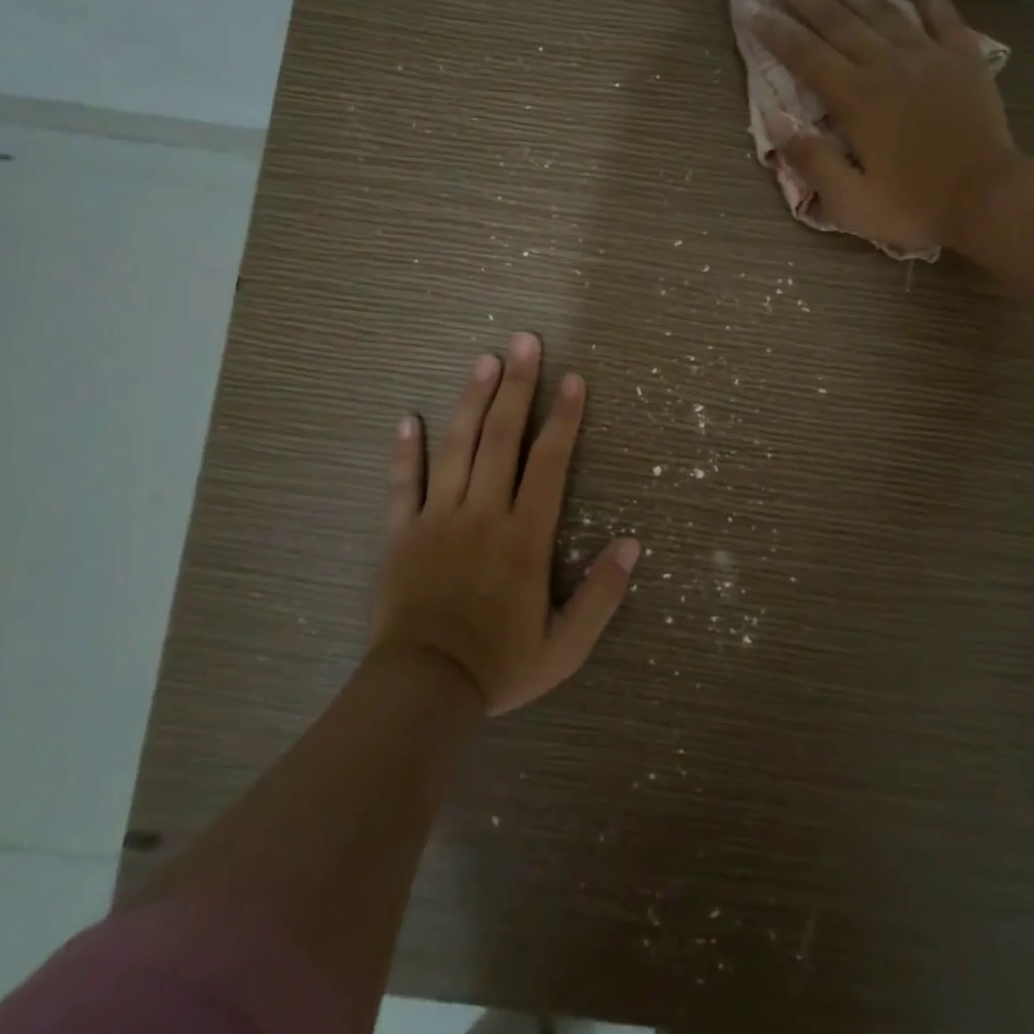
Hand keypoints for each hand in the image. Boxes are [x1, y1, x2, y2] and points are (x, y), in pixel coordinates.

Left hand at [373, 333, 639, 714]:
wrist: (423, 691)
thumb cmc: (500, 665)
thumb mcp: (566, 645)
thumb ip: (602, 594)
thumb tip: (632, 544)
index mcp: (525, 536)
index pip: (549, 462)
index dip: (564, 418)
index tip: (574, 379)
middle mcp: (483, 513)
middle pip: (502, 437)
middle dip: (518, 386)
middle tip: (526, 342)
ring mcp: (438, 519)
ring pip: (456, 447)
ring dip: (471, 400)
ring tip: (483, 360)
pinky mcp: (401, 533)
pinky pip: (403, 484)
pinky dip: (405, 450)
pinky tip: (409, 418)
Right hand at [752, 0, 1022, 254]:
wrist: (989, 197)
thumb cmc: (914, 206)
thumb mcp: (850, 202)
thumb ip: (811, 160)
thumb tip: (775, 120)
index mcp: (856, 99)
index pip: (806, 56)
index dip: (775, 31)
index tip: (751, 6)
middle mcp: (887, 66)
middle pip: (838, 21)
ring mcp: (929, 58)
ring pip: (882, 11)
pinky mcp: (964, 60)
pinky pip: (944, 19)